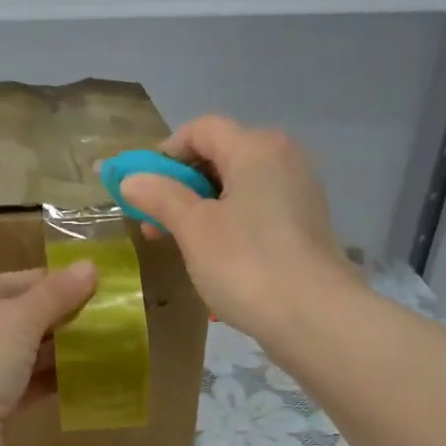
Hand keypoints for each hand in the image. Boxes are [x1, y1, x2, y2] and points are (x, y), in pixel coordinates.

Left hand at [0, 264, 97, 445]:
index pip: (13, 281)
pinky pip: (23, 388)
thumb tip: (90, 265)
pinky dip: (49, 383)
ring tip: (104, 347)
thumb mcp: (18, 318)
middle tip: (107, 318)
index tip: (97, 285)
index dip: (54, 281)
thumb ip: (55, 294)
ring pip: (21, 355)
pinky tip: (84, 379)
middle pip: (17, 318)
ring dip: (58, 352)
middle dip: (60, 318)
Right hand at [120, 115, 358, 343]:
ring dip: (201, 207)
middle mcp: (283, 158)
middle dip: (180, 185)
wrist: (314, 316)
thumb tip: (131, 179)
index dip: (165, 154)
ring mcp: (299, 191)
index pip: (201, 129)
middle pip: (220, 155)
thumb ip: (160, 196)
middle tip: (153, 223)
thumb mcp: (193, 228)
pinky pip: (256, 209)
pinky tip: (214, 256)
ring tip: (179, 243)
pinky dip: (228, 222)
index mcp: (255, 147)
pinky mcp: (305, 224)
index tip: (142, 190)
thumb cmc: (245, 263)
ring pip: (237, 185)